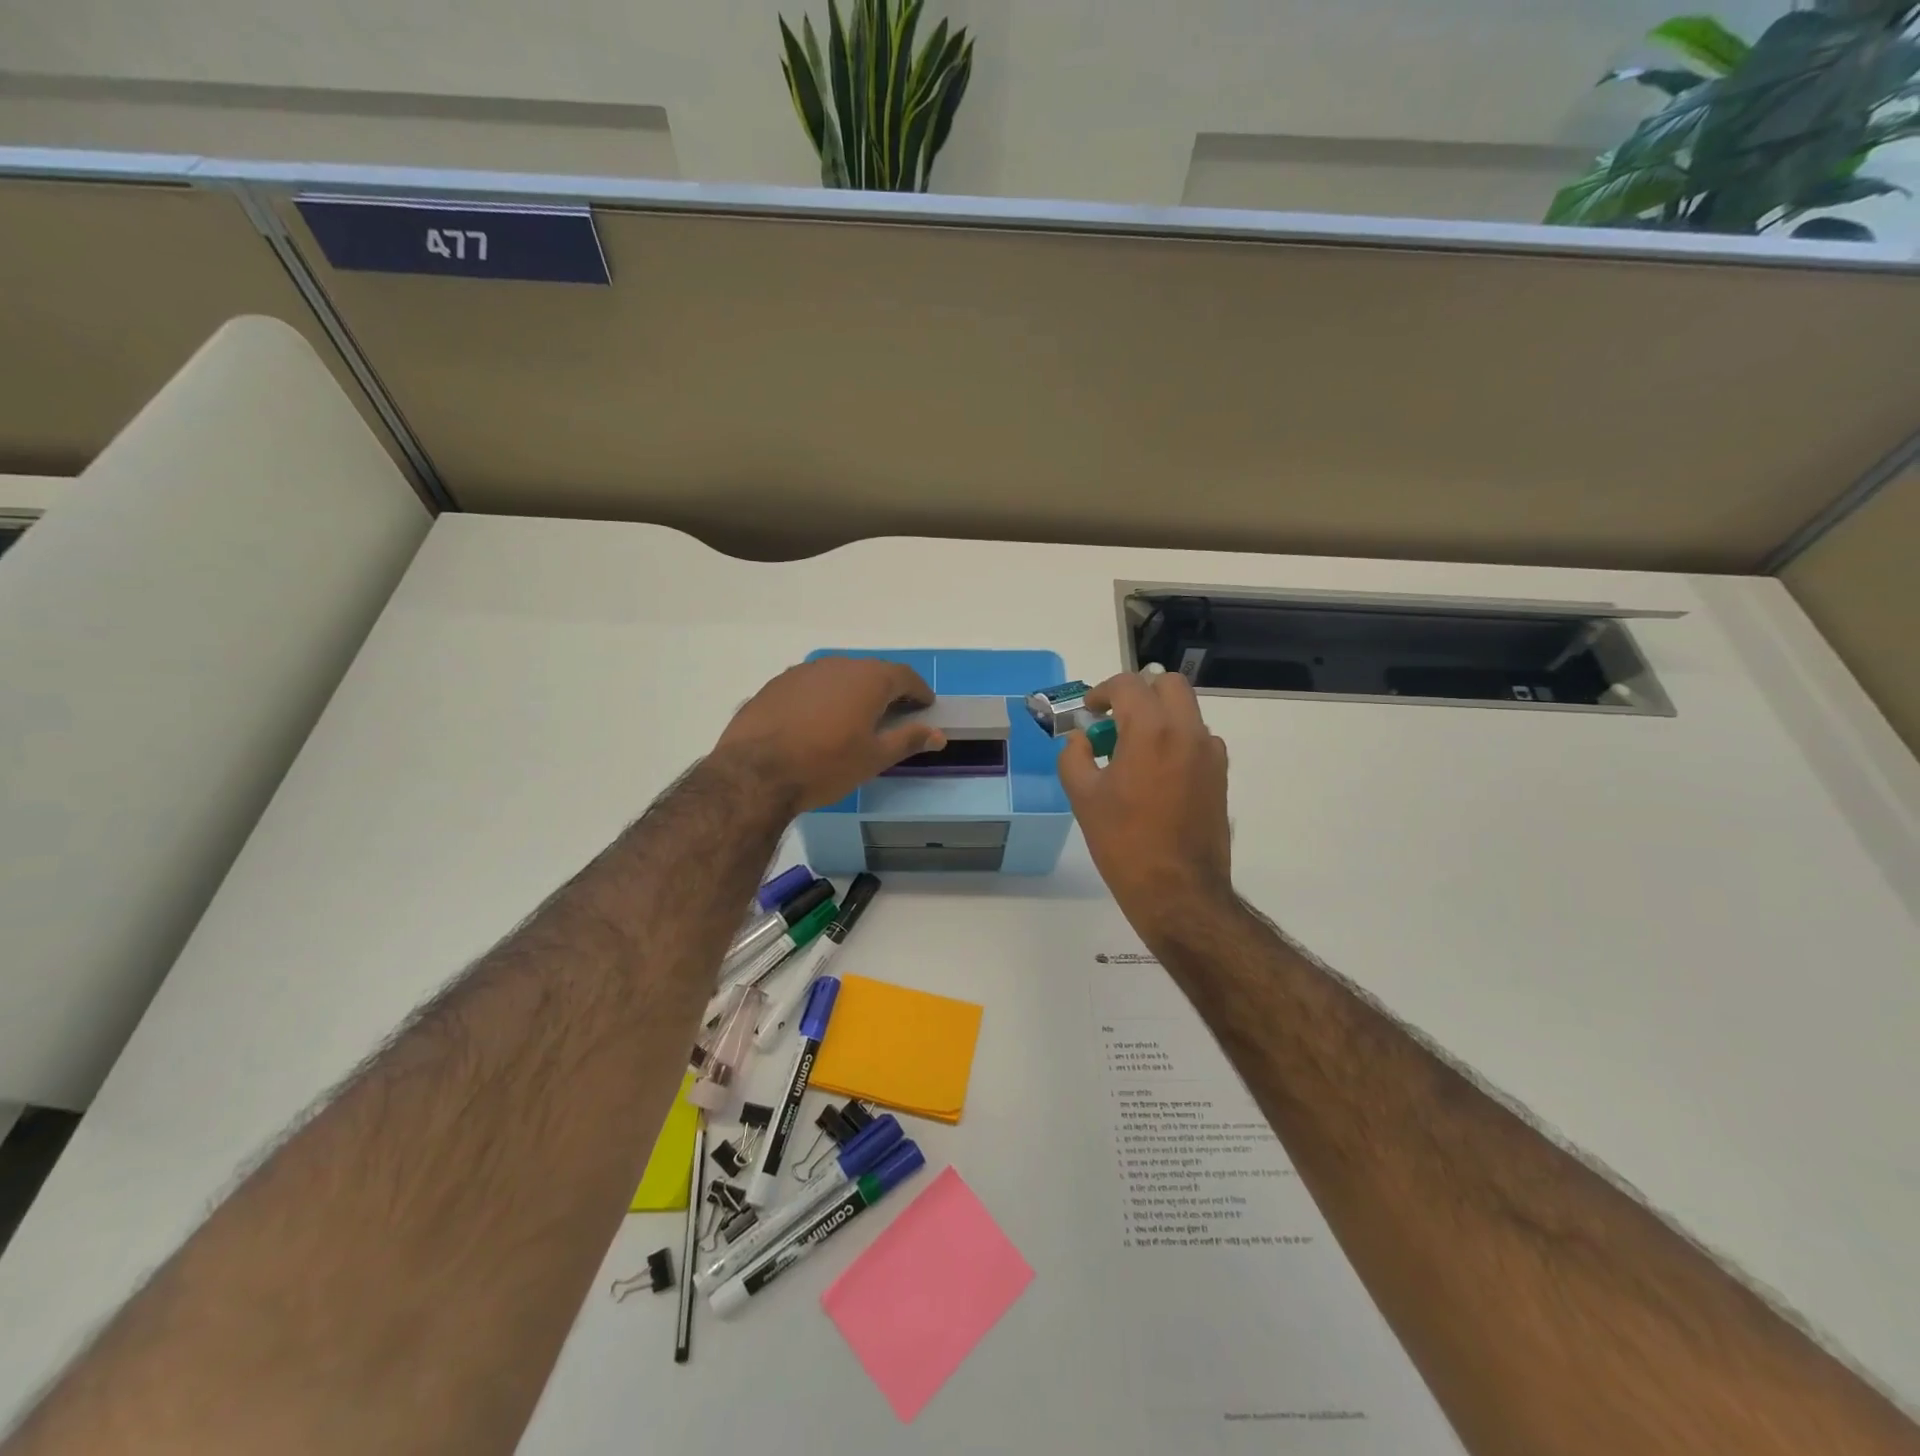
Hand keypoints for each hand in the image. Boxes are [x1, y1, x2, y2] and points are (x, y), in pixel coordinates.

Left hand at [714, 658, 945, 812]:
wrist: (755, 773)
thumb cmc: (825, 765)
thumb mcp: (874, 758)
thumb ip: (908, 740)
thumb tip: (938, 734)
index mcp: (868, 679)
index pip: (904, 676)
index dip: (918, 691)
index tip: (925, 705)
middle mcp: (837, 665)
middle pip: (871, 672)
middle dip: (886, 690)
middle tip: (894, 713)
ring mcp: (803, 672)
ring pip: (838, 677)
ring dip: (852, 692)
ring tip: (855, 718)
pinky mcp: (776, 685)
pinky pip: (811, 686)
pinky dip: (824, 698)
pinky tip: (818, 722)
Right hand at [1058, 672, 1233, 934]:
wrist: (1178, 891)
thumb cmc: (1124, 843)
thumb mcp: (1084, 798)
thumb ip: (1074, 757)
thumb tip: (1078, 739)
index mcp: (1151, 731)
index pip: (1128, 685)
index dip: (1102, 692)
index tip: (1089, 713)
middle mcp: (1187, 732)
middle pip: (1168, 685)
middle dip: (1138, 693)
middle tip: (1114, 721)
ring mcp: (1210, 754)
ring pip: (1185, 712)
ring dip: (1158, 717)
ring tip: (1132, 753)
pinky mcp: (1220, 776)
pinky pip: (1197, 740)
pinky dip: (1175, 741)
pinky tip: (1156, 776)